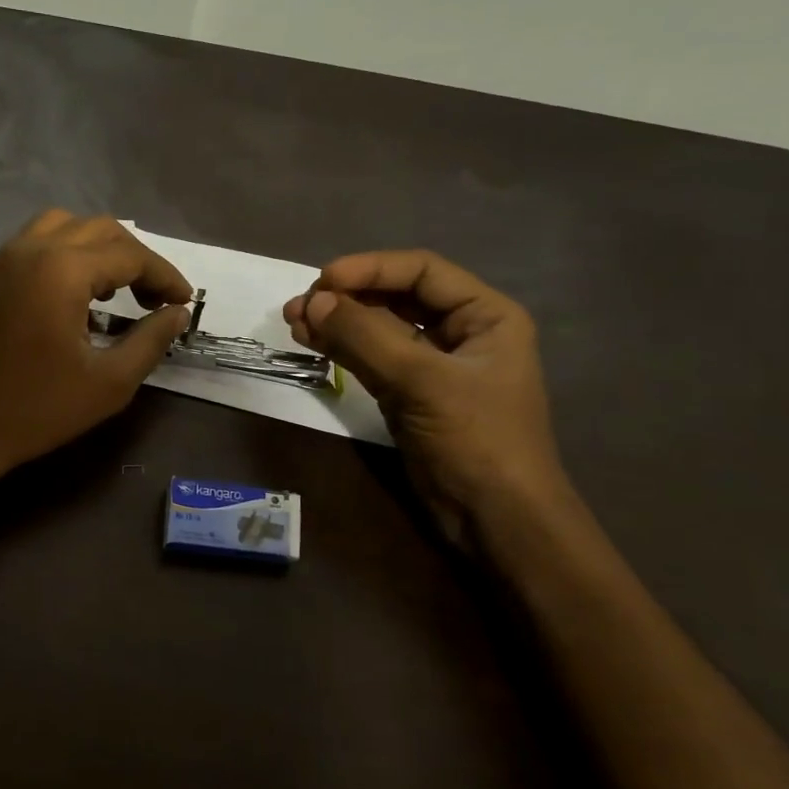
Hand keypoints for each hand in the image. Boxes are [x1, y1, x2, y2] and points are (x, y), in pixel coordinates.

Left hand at [0, 210, 192, 480]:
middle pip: (101, 230)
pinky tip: (82, 293)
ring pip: (68, 227)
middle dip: (137, 259)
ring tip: (120, 290)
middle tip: (158, 300)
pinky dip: (72, 253)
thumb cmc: (39, 408)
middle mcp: (34, 249)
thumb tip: (177, 313)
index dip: (165, 276)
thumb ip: (150, 340)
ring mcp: (8, 258)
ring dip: (103, 249)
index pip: (130, 255)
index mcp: (62, 270)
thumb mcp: (109, 382)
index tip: (186, 302)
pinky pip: (42, 241)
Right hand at [283, 250, 566, 545]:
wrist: (495, 519)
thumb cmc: (476, 440)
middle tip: (300, 305)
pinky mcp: (409, 395)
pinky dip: (341, 349)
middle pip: (397, 297)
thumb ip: (366, 337)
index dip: (371, 269)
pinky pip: (371, 360)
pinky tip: (311, 342)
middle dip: (348, 297)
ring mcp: (433, 366)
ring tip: (293, 322)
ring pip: (379, 329)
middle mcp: (461, 333)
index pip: (422, 271)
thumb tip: (313, 301)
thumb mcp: (422, 381)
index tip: (323, 281)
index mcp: (485, 316)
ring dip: (338, 323)